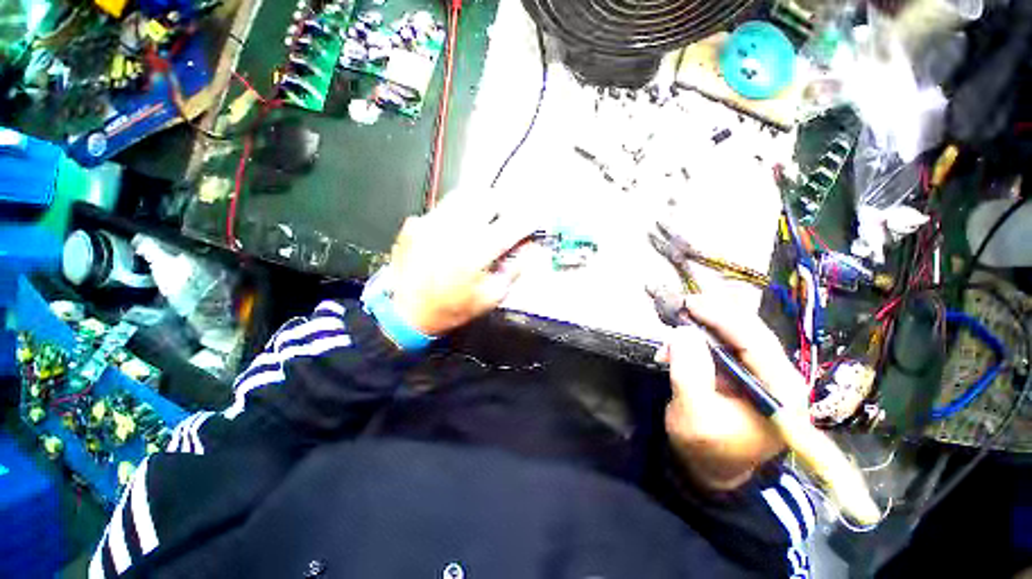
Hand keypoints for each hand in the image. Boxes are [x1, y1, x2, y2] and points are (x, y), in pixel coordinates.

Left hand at [388, 190, 540, 335]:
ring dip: (480, 205)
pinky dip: (456, 214)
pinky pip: (443, 208)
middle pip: (489, 198)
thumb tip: (530, 248)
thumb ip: (515, 269)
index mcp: (478, 249)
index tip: (534, 221)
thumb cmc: (452, 309)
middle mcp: (456, 228)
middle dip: (504, 207)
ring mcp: (432, 221)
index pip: (514, 224)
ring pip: (464, 195)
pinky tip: (454, 232)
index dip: (529, 220)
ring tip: (482, 220)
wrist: (405, 313)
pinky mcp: (416, 223)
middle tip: (505, 220)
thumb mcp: (492, 297)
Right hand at [656, 294, 806, 490]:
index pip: (756, 342)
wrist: (713, 470)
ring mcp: (766, 374)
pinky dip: (704, 334)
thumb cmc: (707, 449)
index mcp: (782, 393)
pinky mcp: (748, 373)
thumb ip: (690, 373)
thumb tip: (683, 332)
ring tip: (679, 318)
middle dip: (715, 314)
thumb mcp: (693, 414)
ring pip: (739, 333)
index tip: (689, 303)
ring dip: (708, 323)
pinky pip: (728, 343)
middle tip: (682, 304)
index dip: (722, 317)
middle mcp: (781, 378)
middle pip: (751, 331)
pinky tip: (683, 338)